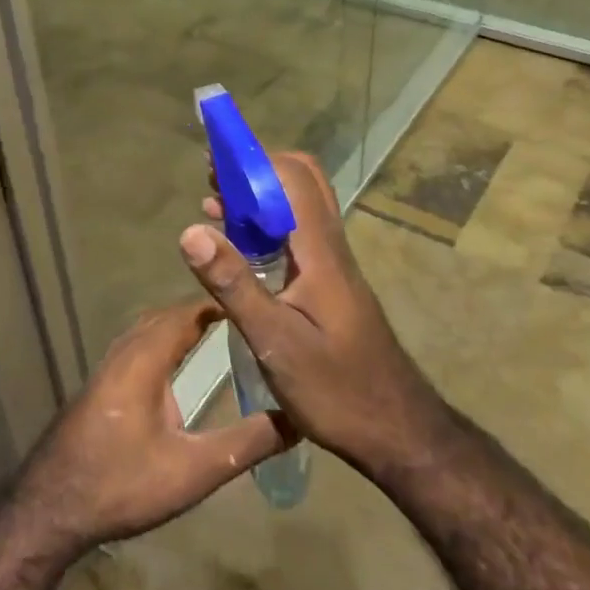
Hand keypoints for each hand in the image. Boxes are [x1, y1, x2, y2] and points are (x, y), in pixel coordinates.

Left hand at [13, 301, 292, 552]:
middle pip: (167, 316)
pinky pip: (138, 346)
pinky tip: (175, 366)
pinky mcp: (101, 386)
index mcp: (146, 358)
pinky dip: (163, 341)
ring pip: (149, 330)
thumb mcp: (194, 469)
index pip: (187, 312)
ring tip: (217, 332)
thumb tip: (296, 419)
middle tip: (242, 316)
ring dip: (180, 325)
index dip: (220, 302)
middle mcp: (125, 352)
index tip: (253, 301)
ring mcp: (108, 368)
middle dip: (203, 311)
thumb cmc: (123, 483)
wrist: (51, 507)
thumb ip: (245, 443)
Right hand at [183, 151, 445, 476]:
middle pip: (300, 181)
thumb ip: (234, 284)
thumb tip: (191, 230)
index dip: (253, 159)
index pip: (292, 177)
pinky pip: (295, 235)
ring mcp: (331, 265)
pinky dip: (264, 226)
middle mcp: (328, 246)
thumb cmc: (337, 389)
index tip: (214, 161)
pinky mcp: (328, 284)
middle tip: (214, 181)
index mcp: (319, 251)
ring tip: (213, 206)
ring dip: (257, 197)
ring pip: (296, 207)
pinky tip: (237, 249)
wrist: (397, 430)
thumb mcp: (276, 342)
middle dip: (255, 170)